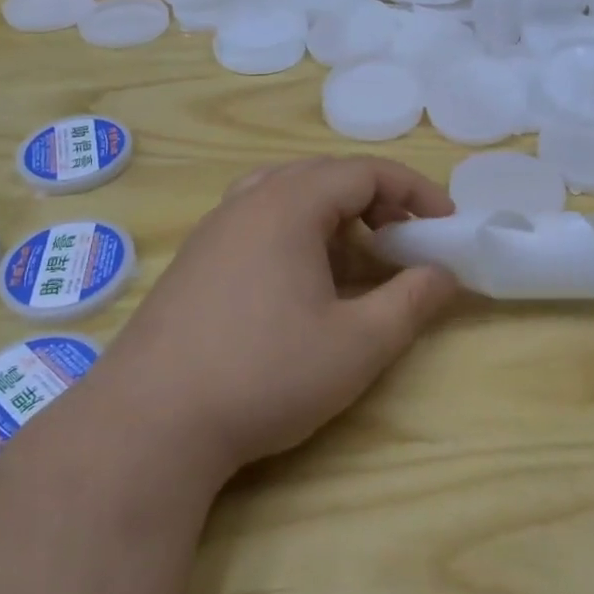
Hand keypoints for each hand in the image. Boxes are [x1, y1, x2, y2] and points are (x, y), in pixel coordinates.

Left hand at [89, 156, 459, 484]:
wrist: (149, 422)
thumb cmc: (264, 374)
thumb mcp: (357, 344)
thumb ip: (411, 302)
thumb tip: (444, 273)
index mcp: (289, 204)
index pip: (365, 172)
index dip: (413, 191)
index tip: (443, 224)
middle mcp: (248, 201)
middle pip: (325, 175)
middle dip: (375, 199)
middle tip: (404, 239)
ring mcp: (214, 229)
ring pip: (286, 193)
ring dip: (332, 213)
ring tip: (355, 255)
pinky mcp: (195, 259)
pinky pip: (257, 220)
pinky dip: (296, 231)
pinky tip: (300, 280)